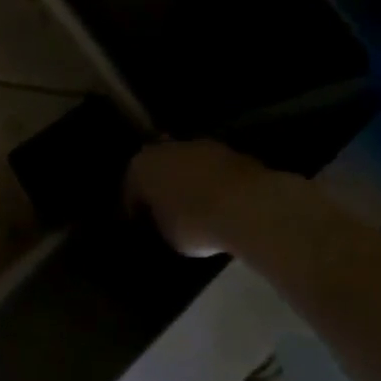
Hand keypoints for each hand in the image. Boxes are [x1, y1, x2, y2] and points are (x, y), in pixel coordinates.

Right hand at [125, 139, 286, 257]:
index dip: (136, 212)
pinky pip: (215, 172)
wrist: (251, 208)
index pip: (130, 191)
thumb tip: (165, 221)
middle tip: (168, 214)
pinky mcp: (234, 152)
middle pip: (159, 171)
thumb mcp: (165, 235)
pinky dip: (215, 185)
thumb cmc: (194, 223)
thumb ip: (160, 222)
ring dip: (190, 183)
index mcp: (139, 166)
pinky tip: (222, 205)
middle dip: (162, 189)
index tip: (143, 227)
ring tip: (199, 209)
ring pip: (188, 167)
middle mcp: (165, 148)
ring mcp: (202, 146)